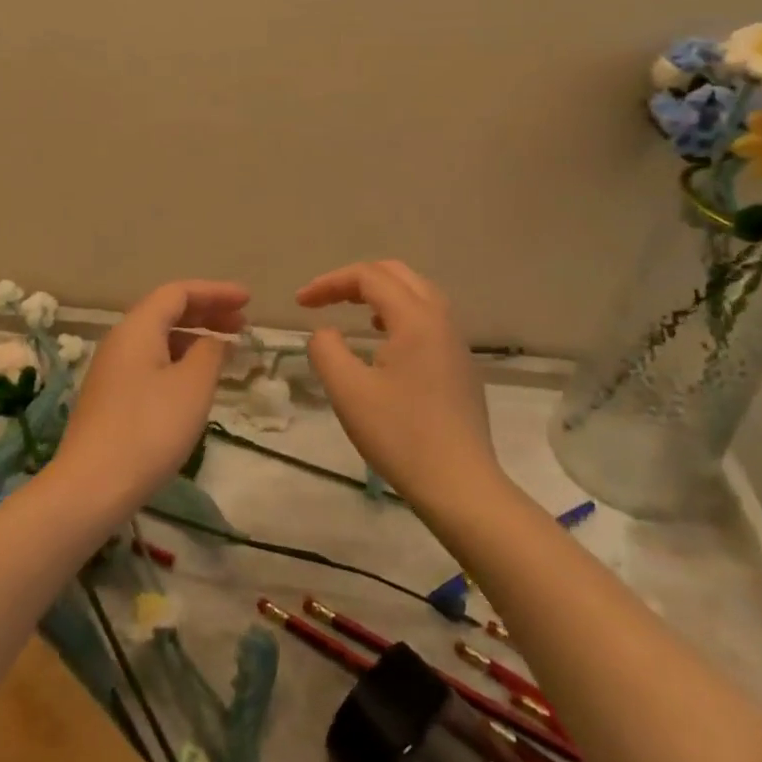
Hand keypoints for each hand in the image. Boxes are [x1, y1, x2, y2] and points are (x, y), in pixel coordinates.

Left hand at [53, 280, 249, 511]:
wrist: (92, 486)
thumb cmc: (149, 428)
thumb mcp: (192, 386)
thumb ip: (210, 353)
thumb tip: (212, 342)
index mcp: (138, 327)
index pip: (179, 292)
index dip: (216, 292)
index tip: (248, 300)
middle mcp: (121, 340)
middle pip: (167, 311)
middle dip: (207, 313)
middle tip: (243, 324)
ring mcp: (112, 369)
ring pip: (159, 338)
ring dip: (194, 338)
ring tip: (225, 353)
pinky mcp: (111, 396)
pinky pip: (151, 361)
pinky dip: (179, 360)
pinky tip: (196, 382)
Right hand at [296, 260, 499, 509]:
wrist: (461, 486)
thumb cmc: (401, 436)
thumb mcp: (348, 391)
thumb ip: (326, 350)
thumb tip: (326, 332)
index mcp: (415, 318)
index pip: (368, 277)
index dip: (330, 283)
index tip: (300, 303)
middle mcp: (440, 319)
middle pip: (396, 274)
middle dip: (355, 280)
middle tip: (324, 299)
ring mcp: (456, 342)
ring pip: (416, 293)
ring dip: (379, 293)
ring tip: (351, 312)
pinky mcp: (460, 365)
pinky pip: (428, 317)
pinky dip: (398, 312)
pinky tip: (383, 341)